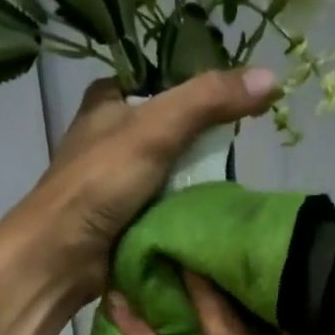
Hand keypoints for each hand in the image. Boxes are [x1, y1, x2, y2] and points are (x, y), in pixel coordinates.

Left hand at [2, 68, 277, 305]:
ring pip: (173, 168)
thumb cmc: (99, 183)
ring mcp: (118, 178)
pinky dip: (187, 206)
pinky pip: (167, 202)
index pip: (164, 79)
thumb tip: (273, 78)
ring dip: (199, 178)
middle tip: (245, 145)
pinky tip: (215, 211)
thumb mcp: (155, 130)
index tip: (240, 100)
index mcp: (108, 99)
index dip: (201, 87)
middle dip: (205, 140)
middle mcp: (111, 134)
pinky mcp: (125, 214)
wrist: (61, 257)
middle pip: (174, 127)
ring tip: (238, 180)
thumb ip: (208, 101)